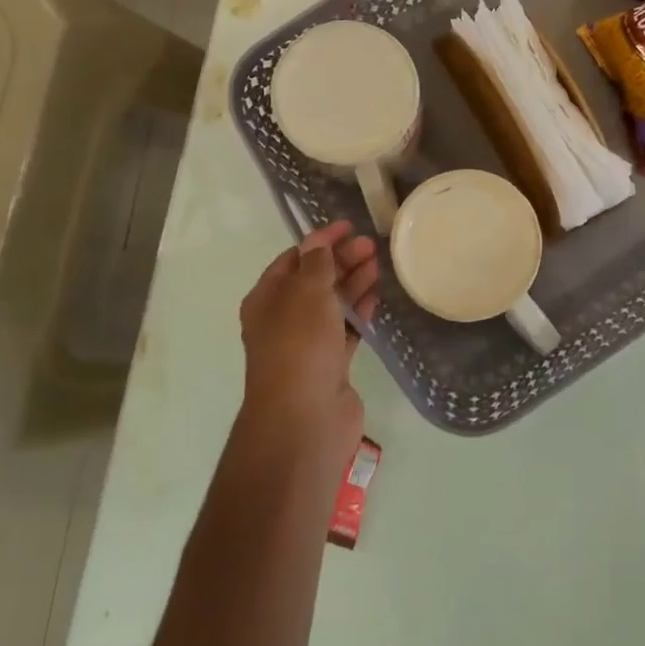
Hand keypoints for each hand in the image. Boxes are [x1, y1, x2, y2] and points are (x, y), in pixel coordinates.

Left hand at [238, 221, 379, 440]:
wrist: (304, 419)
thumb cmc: (299, 346)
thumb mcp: (306, 293)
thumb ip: (316, 264)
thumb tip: (318, 245)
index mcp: (266, 300)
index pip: (293, 259)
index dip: (319, 241)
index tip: (350, 226)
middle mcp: (283, 320)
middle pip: (314, 280)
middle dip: (340, 260)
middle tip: (371, 245)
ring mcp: (306, 344)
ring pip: (331, 305)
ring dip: (352, 283)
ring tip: (378, 265)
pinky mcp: (329, 365)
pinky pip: (345, 330)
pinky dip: (358, 312)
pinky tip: (375, 298)